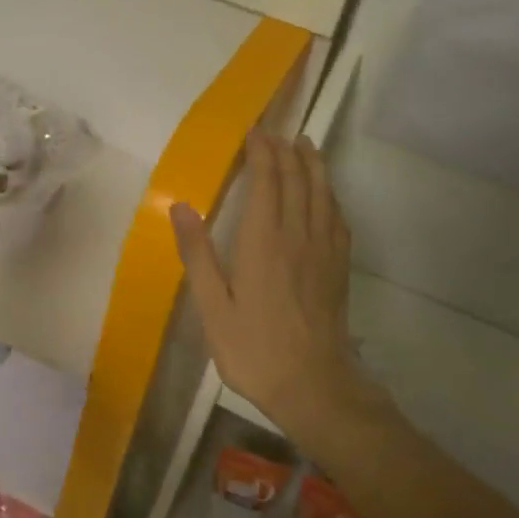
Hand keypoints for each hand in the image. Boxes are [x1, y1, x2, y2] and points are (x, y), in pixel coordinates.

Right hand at [171, 132, 383, 441]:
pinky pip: (337, 218)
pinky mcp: (338, 267)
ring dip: (313, 165)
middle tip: (275, 132)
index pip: (267, 181)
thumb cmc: (254, 349)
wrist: (313, 385)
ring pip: (322, 193)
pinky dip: (330, 195)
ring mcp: (324, 250)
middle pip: (297, 180)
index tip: (254, 132)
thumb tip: (180, 206)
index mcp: (263, 241)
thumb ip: (197, 254)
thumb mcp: (212, 307)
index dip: (262, 152)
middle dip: (286, 151)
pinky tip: (326, 195)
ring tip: (305, 145)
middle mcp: (298, 235)